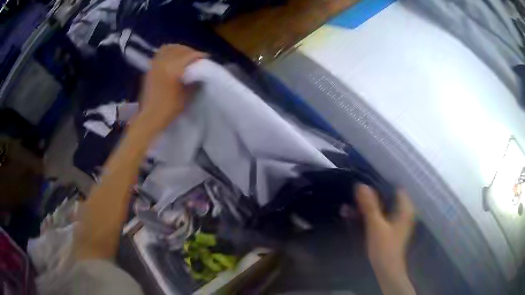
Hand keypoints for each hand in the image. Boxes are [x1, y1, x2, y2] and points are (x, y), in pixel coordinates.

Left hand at [139, 44, 206, 130]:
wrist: (149, 117)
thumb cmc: (169, 109)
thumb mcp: (186, 95)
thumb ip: (193, 80)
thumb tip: (200, 71)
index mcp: (172, 69)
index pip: (189, 55)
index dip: (200, 55)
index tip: (206, 58)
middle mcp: (163, 62)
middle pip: (180, 49)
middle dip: (190, 52)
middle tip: (197, 58)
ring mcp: (155, 64)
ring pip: (169, 48)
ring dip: (179, 49)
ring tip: (185, 56)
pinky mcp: (150, 67)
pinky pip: (161, 53)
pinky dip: (169, 52)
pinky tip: (173, 59)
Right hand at [355, 184, 415, 294]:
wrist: (387, 270)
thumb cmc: (384, 248)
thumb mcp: (376, 225)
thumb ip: (369, 205)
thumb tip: (361, 185)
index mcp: (405, 208)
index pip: (395, 187)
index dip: (380, 183)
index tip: (365, 181)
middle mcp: (403, 212)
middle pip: (387, 197)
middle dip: (370, 196)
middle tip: (354, 194)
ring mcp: (397, 221)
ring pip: (382, 208)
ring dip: (367, 207)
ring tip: (349, 206)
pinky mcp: (391, 229)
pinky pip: (380, 216)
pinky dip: (370, 215)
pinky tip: (355, 217)